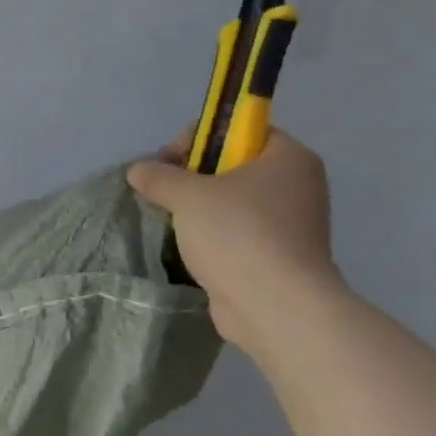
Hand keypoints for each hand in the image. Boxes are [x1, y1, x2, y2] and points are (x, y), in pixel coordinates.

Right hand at [127, 128, 340, 353]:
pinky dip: (213, 237)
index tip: (170, 162)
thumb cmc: (238, 235)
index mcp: (288, 157)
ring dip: (199, 210)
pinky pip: (237, 233)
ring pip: (233, 203)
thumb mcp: (188, 196)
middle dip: (193, 177)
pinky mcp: (277, 256)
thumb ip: (159, 177)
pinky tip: (188, 248)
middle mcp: (297, 185)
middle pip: (234, 166)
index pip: (241, 129)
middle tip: (165, 194)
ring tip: (172, 223)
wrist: (275, 305)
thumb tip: (138, 170)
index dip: (201, 139)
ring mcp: (290, 223)